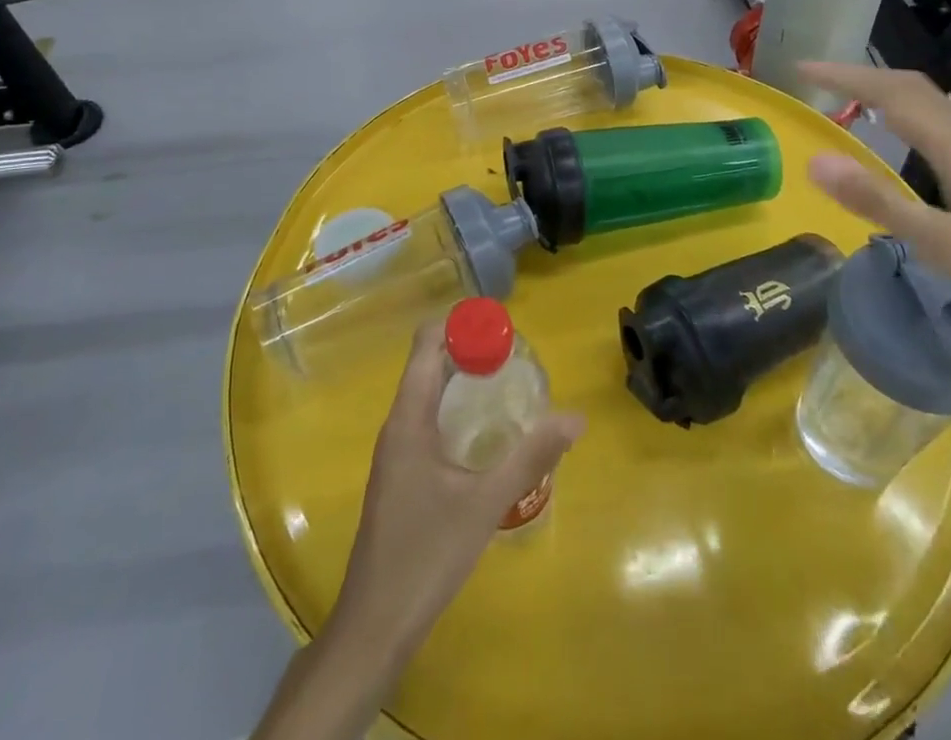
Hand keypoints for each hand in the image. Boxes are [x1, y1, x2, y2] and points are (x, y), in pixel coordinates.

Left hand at [330, 323, 584, 659]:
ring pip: (428, 393)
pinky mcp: (401, 474)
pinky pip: (428, 420)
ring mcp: (396, 451)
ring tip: (507, 383)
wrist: (374, 626)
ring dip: (462, 379)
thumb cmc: (425, 555)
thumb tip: (575, 417)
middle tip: (515, 354)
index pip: (426, 343)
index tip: (501, 326)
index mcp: (408, 418)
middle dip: (468, 349)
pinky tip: (485, 432)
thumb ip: (530, 457)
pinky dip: (455, 408)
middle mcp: (397, 425)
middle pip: (428, 363)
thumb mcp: (485, 504)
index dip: (460, 324)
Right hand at [801, 62, 950, 382]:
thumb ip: (879, 201)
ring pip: (931, 106)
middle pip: (915, 90)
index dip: (847, 75)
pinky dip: (905, 116)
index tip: (802, 67)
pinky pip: (940, 128)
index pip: (896, 94)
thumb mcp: (945, 247)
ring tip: (845, 97)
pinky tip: (898, 137)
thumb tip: (816, 160)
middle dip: (862, 75)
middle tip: (814, 78)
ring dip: (884, 91)